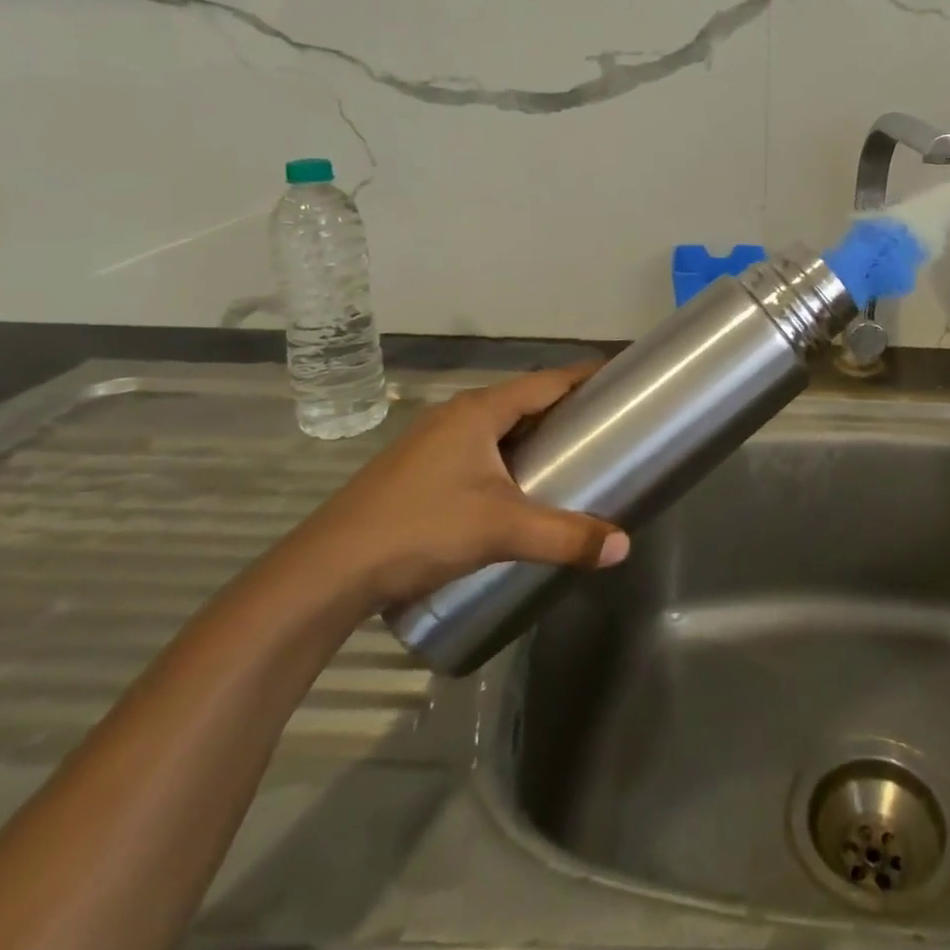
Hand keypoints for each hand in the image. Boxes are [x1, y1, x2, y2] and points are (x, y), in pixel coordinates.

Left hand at [287, 367, 628, 613]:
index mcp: (478, 412)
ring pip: (496, 428)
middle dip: (563, 409)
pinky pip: (476, 450)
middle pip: (522, 401)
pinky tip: (515, 489)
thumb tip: (623, 546)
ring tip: (568, 457)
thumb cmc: (421, 529)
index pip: (546, 381)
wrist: (326, 572)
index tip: (619, 378)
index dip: (584, 377)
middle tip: (604, 426)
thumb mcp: (502, 531)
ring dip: (532, 436)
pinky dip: (506, 457)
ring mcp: (430, 443)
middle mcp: (454, 416)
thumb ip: (565, 537)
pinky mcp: (416, 472)